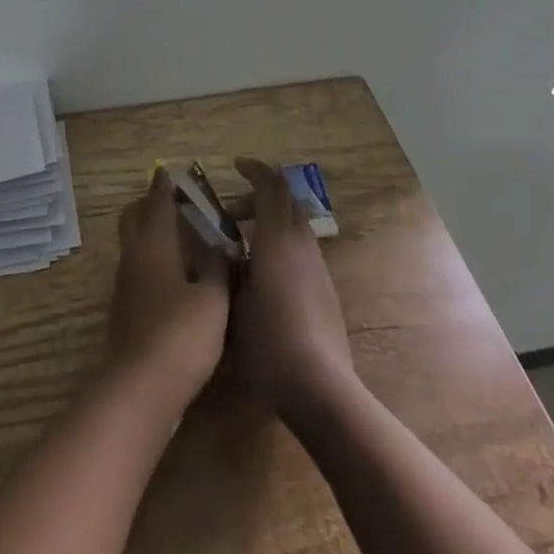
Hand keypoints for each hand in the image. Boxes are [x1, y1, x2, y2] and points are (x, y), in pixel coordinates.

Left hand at [106, 169, 231, 404]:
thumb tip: (218, 244)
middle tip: (178, 203)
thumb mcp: (213, 299)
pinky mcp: (125, 308)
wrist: (141, 388)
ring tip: (182, 238)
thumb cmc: (181, 335)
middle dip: (150, 204)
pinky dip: (152, 259)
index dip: (165, 184)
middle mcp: (134, 255)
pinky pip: (137, 267)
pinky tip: (175, 275)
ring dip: (151, 232)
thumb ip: (216, 267)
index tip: (174, 171)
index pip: (157, 201)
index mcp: (155, 243)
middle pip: (133, 216)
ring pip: (133, 242)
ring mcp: (125, 283)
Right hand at [231, 157, 355, 413]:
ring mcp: (318, 269)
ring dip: (270, 225)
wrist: (320, 388)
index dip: (254, 170)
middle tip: (231, 214)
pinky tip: (262, 278)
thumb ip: (230, 269)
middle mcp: (302, 246)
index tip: (236, 166)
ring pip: (295, 228)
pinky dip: (280, 247)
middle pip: (286, 203)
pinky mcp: (326, 292)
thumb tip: (226, 253)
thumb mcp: (234, 302)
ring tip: (243, 248)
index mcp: (277, 239)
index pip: (271, 186)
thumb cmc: (269, 341)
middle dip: (259, 199)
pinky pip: (301, 252)